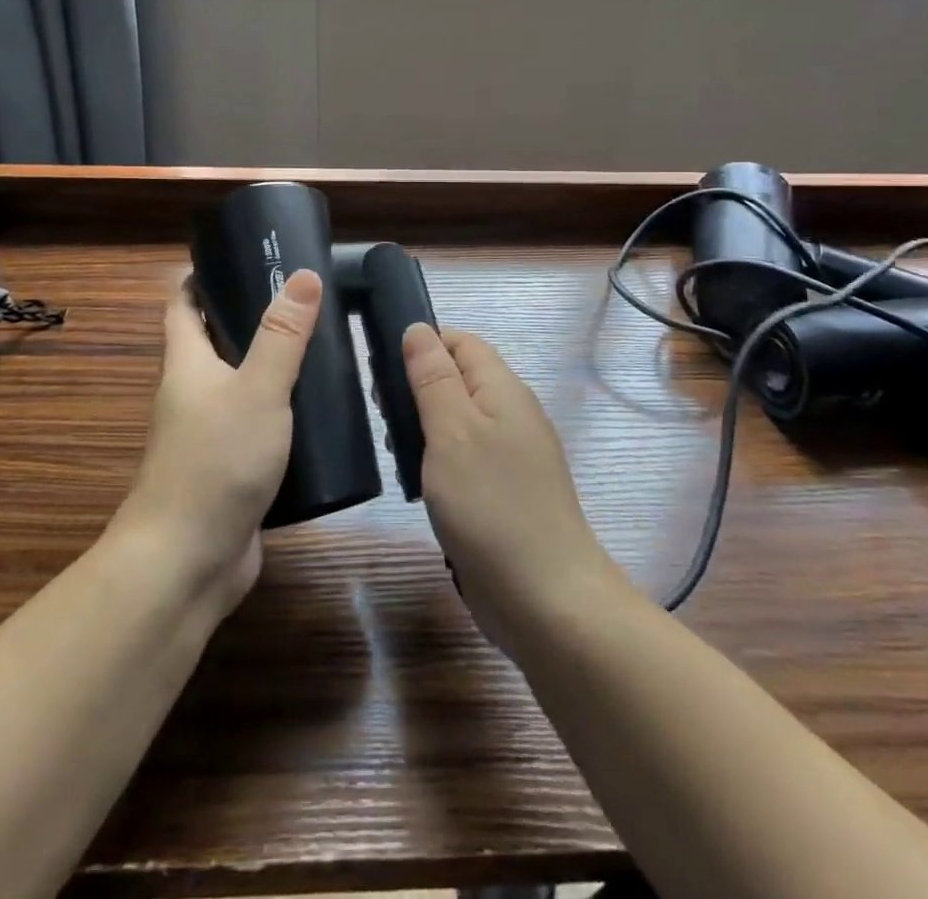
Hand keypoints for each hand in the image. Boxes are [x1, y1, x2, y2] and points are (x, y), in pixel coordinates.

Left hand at [117, 269, 322, 611]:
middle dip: (247, 319)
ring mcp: (208, 437)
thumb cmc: (214, 463)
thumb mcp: (257, 390)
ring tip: (319, 349)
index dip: (200, 279)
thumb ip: (282, 336)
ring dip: (268, 368)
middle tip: (300, 300)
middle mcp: (191, 397)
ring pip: (238, 389)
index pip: (183, 307)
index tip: (237, 257)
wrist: (186, 564)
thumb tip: (301, 275)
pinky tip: (317, 413)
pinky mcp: (230, 472)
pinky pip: (255, 428)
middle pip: (213, 345)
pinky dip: (280, 413)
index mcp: (187, 367)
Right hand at [404, 325, 620, 650]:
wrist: (545, 599)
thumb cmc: (491, 505)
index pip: (461, 342)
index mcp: (503, 389)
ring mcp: (510, 455)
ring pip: (458, 419)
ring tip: (393, 449)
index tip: (381, 367)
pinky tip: (416, 481)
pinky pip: (464, 457)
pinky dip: (437, 460)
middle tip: (382, 414)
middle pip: (458, 378)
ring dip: (423, 426)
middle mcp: (511, 414)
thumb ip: (433, 378)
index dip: (422, 344)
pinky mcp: (503, 492)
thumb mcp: (452, 431)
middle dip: (417, 387)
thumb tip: (417, 328)